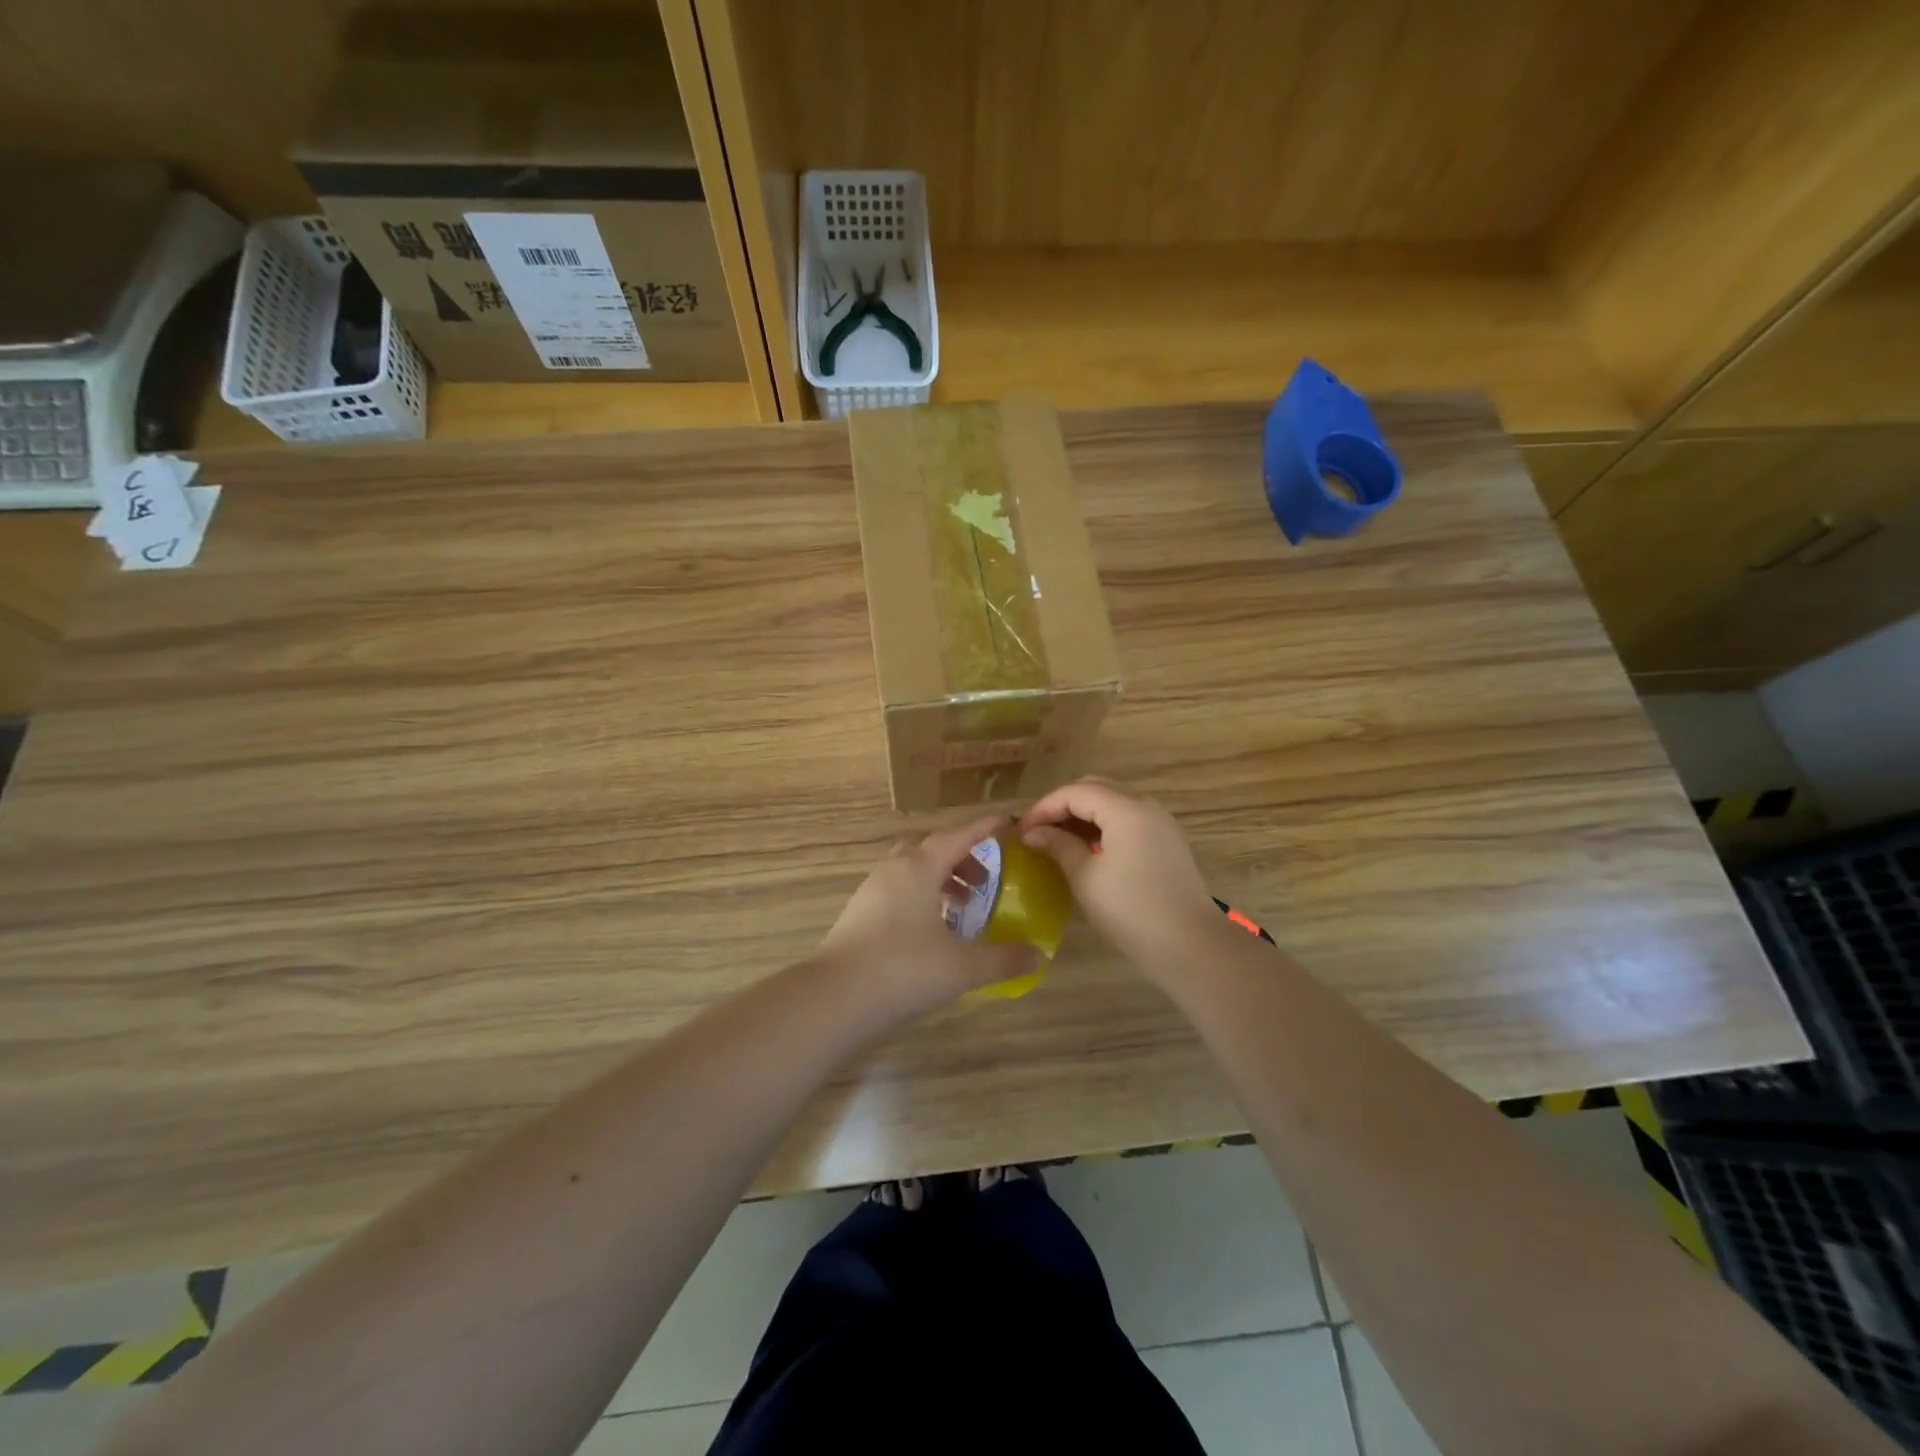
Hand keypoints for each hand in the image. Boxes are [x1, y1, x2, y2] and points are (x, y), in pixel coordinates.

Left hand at [815, 816, 1044, 1022]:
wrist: (835, 998)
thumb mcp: (963, 967)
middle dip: (962, 858)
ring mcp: (872, 890)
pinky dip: (921, 897)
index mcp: (919, 868)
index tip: (1008, 823)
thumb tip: (1038, 954)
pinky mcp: (859, 913)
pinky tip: (932, 929)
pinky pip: (897, 890)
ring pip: (912, 870)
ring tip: (962, 908)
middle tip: (985, 882)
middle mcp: (894, 869)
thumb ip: (1003, 958)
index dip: (985, 828)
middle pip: (932, 848)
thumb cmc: (903, 970)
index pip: (959, 836)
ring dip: (940, 879)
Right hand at [1018, 778, 1220, 968]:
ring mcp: (1161, 823)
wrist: (1189, 945)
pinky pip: (1129, 819)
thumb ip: (1058, 846)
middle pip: (1096, 788)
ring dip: (1084, 815)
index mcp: (1126, 809)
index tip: (1021, 830)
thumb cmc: (1130, 909)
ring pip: (1114, 802)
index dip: (1044, 807)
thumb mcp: (1085, 877)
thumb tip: (1033, 833)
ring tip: (1058, 841)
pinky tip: (1088, 850)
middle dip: (1064, 805)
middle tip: (1039, 831)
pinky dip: (1104, 826)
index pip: (1075, 791)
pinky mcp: (1167, 842)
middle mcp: (1146, 806)